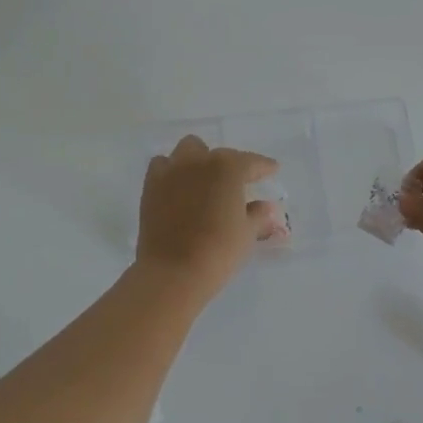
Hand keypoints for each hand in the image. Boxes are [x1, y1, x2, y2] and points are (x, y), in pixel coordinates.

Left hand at [135, 136, 279, 301]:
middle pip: (219, 154)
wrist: (173, 271)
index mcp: (228, 168)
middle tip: (238, 184)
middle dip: (231, 166)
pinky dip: (173, 170)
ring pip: (188, 150)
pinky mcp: (151, 185)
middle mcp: (199, 161)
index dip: (264, 167)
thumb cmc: (219, 251)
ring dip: (199, 160)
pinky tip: (180, 187)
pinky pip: (162, 165)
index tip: (272, 169)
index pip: (251, 162)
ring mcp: (171, 171)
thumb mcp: (247, 233)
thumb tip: (264, 207)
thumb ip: (258, 215)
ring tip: (205, 179)